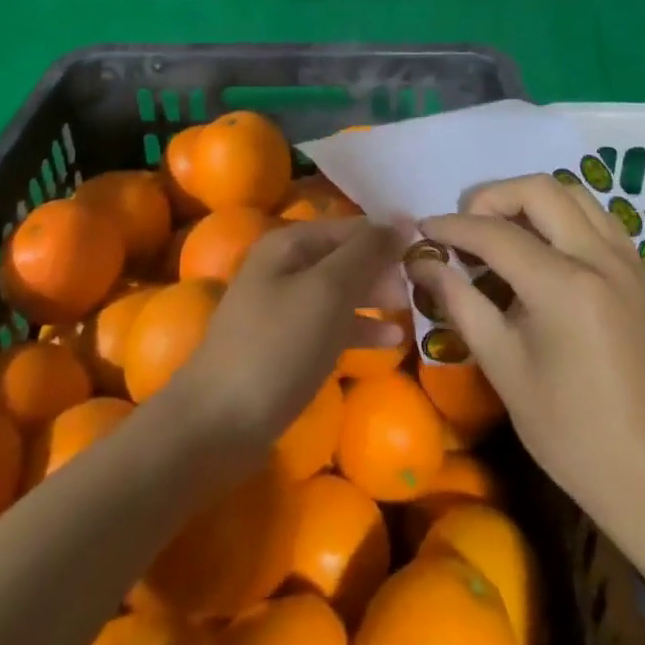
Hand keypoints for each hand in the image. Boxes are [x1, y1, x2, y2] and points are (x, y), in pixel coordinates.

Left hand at [166, 218, 408, 460]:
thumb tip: (401, 219)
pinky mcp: (284, 345)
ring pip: (340, 291)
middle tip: (424, 286)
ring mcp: (282, 307)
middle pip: (345, 256)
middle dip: (384, 268)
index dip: (389, 238)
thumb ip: (366, 252)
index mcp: (290, 243)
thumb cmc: (277, 347)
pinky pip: (330, 324)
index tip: (429, 255)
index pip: (352, 227)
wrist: (216, 425)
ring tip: (414, 309)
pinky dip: (359, 327)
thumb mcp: (328, 291)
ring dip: (376, 297)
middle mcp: (284, 266)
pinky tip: (391, 340)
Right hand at [409, 174, 644, 529]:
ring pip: (575, 194)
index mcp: (564, 286)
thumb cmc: (568, 432)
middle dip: (493, 197)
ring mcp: (627, 261)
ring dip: (532, 200)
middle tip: (466, 227)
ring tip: (504, 232)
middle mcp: (600, 258)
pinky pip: (599, 218)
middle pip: (539, 190)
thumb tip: (424, 264)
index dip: (453, 227)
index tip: (425, 229)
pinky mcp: (641, 273)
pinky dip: (565, 217)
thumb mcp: (504, 367)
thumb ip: (462, 303)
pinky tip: (547, 250)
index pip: (496, 233)